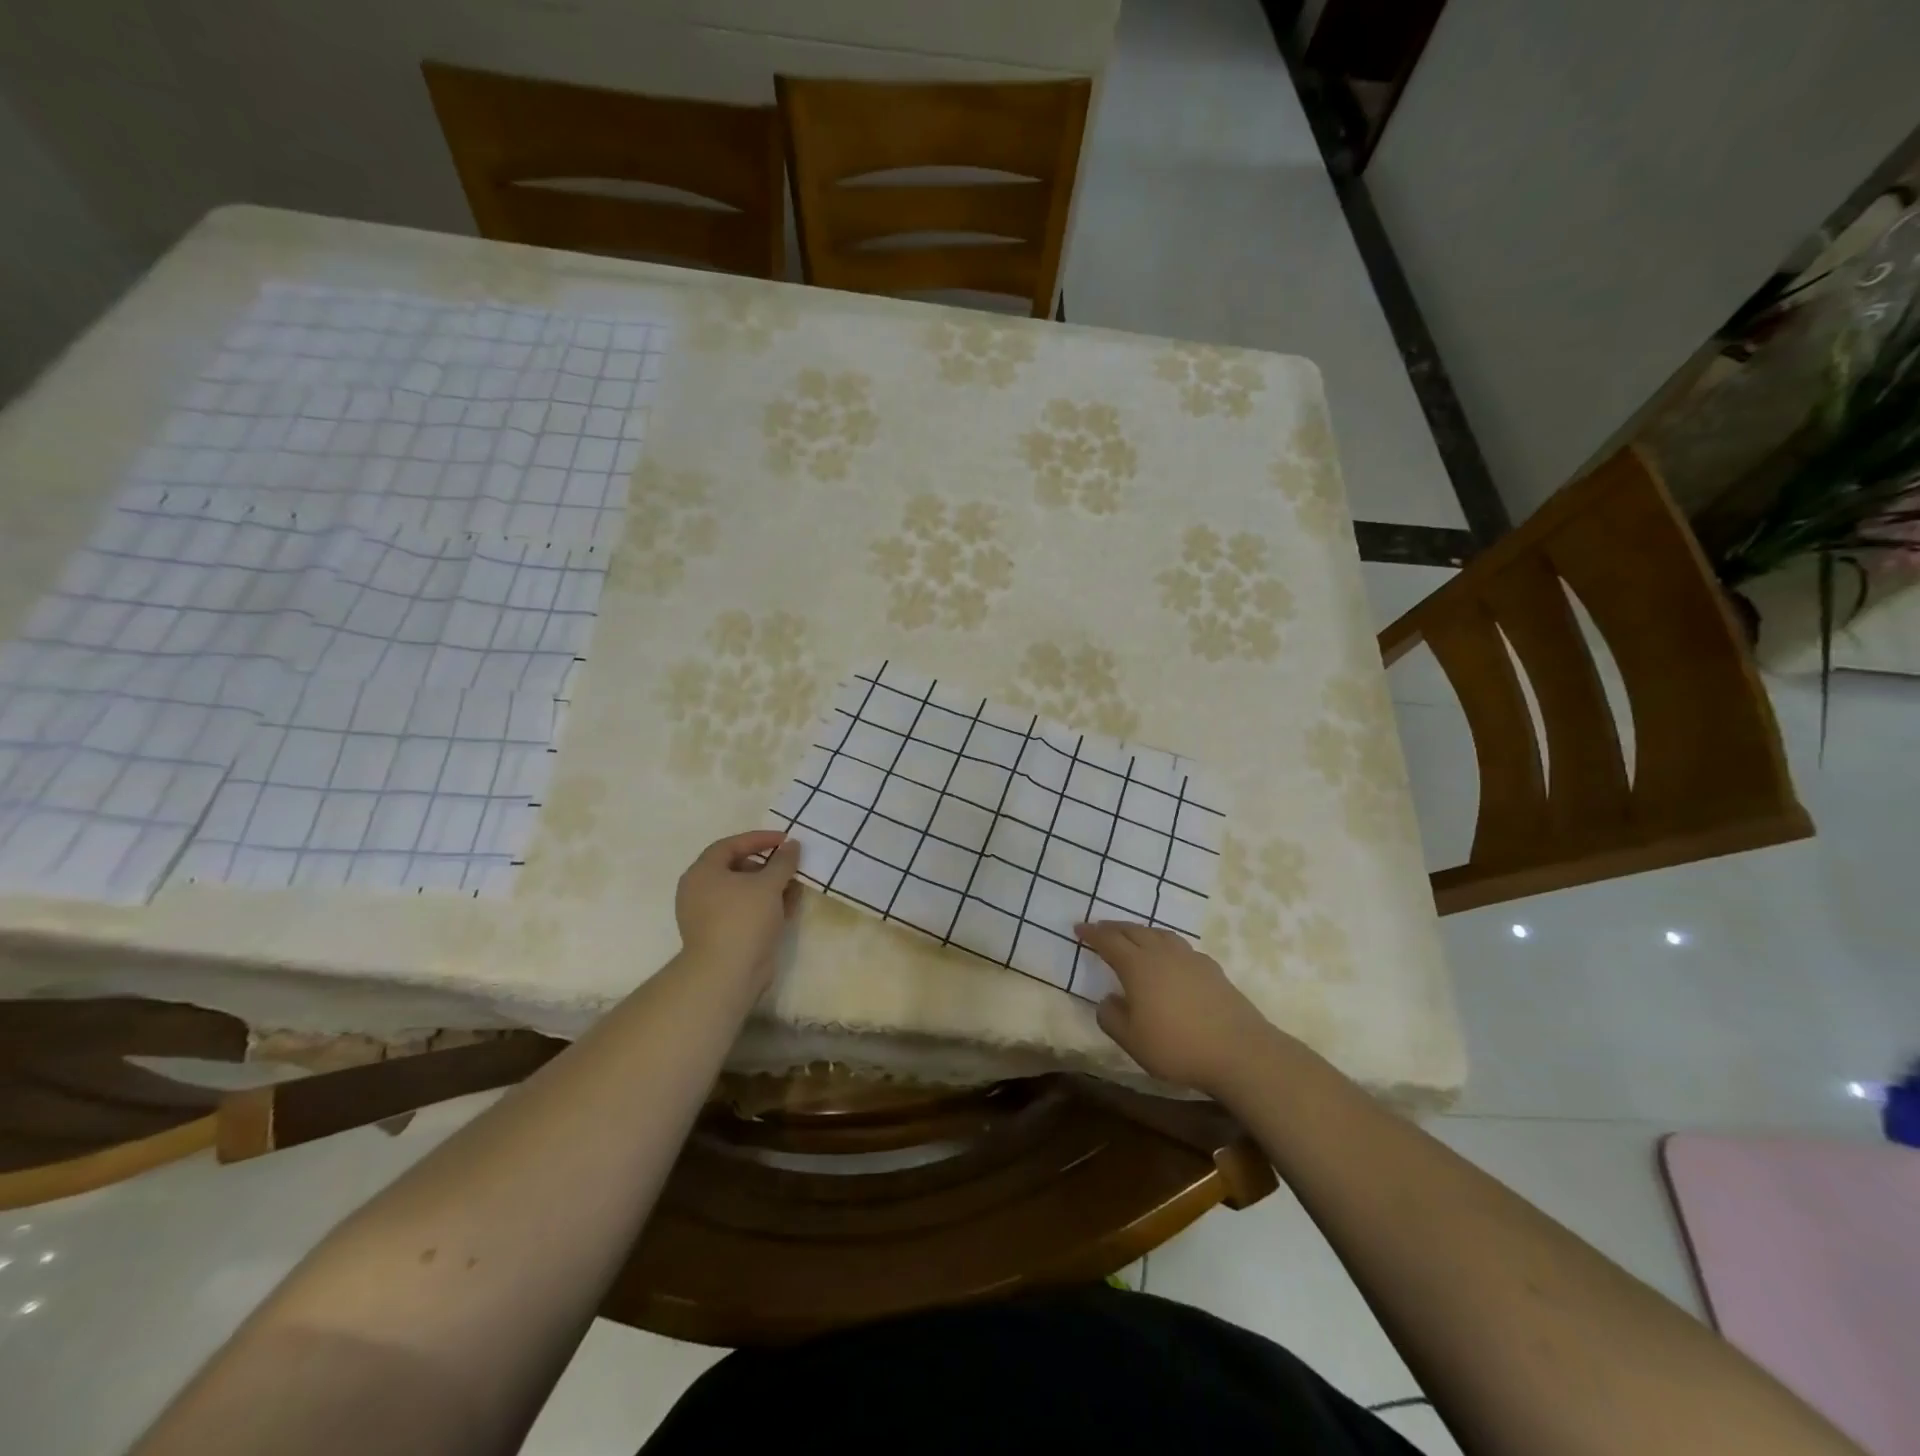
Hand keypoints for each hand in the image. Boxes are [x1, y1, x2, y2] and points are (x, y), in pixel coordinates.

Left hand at [674, 831, 802, 989]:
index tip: (785, 839)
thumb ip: (783, 861)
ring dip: (770, 886)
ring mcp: (710, 915)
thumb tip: (792, 845)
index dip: (759, 839)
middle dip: (768, 865)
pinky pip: (745, 911)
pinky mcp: (722, 935)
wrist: (727, 974)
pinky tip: (789, 906)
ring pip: (744, 892)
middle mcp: (700, 891)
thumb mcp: (768, 884)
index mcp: (703, 873)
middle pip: (737, 868)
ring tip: (795, 885)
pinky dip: (766, 905)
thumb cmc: (743, 919)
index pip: (731, 845)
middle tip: (790, 864)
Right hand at [1075, 921, 1283, 1095]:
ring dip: (1141, 932)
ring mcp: (1189, 958)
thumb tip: (1107, 999)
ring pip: (1159, 934)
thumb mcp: (1132, 1041)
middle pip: (1133, 931)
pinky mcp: (1211, 968)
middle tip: (1100, 928)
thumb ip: (1111, 1018)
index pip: (1108, 941)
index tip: (1078, 928)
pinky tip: (1169, 958)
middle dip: (1114, 928)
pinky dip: (1165, 945)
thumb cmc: (1177, 1046)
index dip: (1092, 934)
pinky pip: (1179, 947)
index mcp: (1137, 965)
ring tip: (1133, 936)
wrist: (1239, 1051)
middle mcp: (1162, 953)